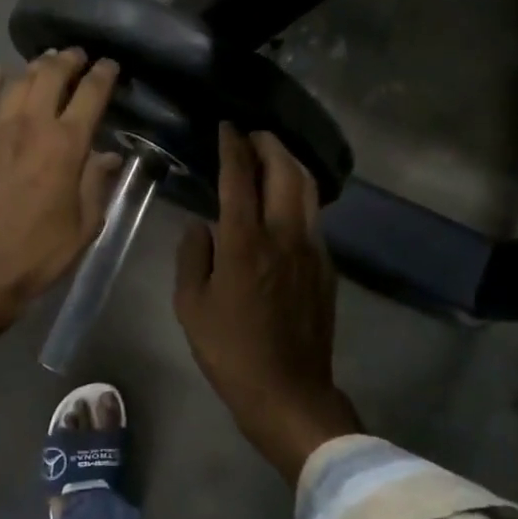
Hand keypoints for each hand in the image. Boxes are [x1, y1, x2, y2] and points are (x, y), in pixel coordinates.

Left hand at [0, 49, 120, 403]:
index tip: (111, 66)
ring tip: (44, 63)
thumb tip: (111, 154)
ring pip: (16, 81)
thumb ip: (98, 181)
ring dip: (34, 68)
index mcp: (66, 145)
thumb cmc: (42, 251)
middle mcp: (31, 126)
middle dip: (68, 60)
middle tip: (77, 56)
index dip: (103, 74)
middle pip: (50, 75)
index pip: (90, 94)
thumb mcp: (87, 222)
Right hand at [174, 124, 362, 484]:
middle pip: (284, 172)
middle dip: (269, 145)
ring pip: (307, 190)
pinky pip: (314, 217)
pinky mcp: (326, 267)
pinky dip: (300, 195)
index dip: (232, 147)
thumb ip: (193, 257)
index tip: (227, 127)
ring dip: (290, 164)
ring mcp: (312, 249)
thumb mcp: (190, 306)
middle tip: (253, 135)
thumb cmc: (230, 351)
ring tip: (272, 156)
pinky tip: (286, 202)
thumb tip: (202, 227)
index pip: (239, 178)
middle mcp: (284, 235)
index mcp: (245, 242)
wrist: (288, 391)